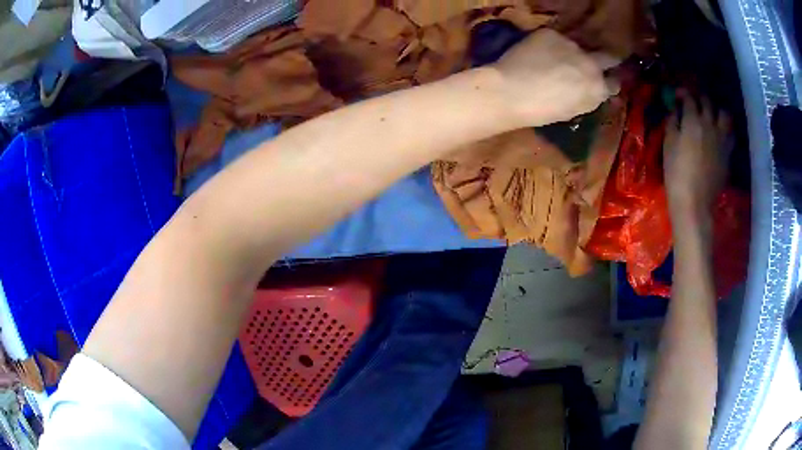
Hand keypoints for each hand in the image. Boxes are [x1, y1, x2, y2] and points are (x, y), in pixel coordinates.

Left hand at [492, 29, 618, 125]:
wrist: (511, 91)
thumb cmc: (541, 110)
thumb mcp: (573, 109)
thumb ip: (587, 97)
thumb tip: (591, 89)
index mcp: (598, 89)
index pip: (614, 82)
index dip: (608, 81)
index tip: (604, 80)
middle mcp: (591, 64)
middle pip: (607, 56)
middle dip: (604, 59)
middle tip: (591, 62)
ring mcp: (572, 45)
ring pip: (576, 47)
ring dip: (569, 52)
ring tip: (551, 60)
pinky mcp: (552, 33)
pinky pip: (555, 39)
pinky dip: (549, 45)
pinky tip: (535, 53)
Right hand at [664, 91, 730, 223]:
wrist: (695, 203)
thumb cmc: (677, 174)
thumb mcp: (668, 146)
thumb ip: (672, 123)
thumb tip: (675, 111)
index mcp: (692, 120)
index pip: (689, 97)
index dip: (682, 93)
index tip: (676, 96)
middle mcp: (710, 124)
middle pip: (707, 102)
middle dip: (699, 98)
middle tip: (693, 104)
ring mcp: (722, 139)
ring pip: (724, 114)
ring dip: (717, 111)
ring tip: (712, 115)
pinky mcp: (728, 153)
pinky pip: (730, 133)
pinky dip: (726, 128)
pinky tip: (720, 133)